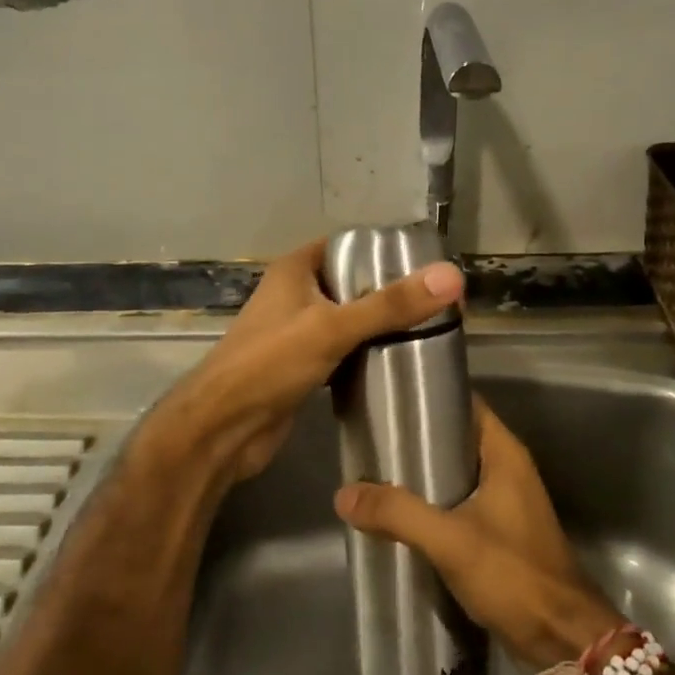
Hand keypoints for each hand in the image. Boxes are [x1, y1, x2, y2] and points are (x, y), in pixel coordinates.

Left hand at [131, 238, 464, 499]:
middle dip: (390, 293)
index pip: (348, 246)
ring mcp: (297, 332)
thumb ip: (390, 304)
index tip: (428, 266)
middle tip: (438, 305)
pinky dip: (366, 355)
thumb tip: (451, 277)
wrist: (223, 428)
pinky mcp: (302, 367)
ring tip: (428, 332)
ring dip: (380, 327)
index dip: (385, 251)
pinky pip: (343, 351)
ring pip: (349, 320)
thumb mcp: (332, 328)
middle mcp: (296, 294)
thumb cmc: (270, 364)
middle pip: (352, 284)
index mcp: (296, 270)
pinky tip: (397, 364)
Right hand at [333, 400, 620, 670]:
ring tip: (376, 473)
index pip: (465, 404)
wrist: (562, 639)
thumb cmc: (513, 575)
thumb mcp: (450, 540)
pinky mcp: (500, 533)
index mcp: (504, 454)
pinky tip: (400, 515)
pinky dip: (432, 504)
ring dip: (422, 476)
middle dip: (417, 439)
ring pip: (456, 474)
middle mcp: (507, 470)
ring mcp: (506, 502)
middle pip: (456, 438)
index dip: (429, 397)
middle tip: (372, 439)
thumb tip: (344, 493)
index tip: (388, 399)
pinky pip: (459, 504)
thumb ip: (398, 514)